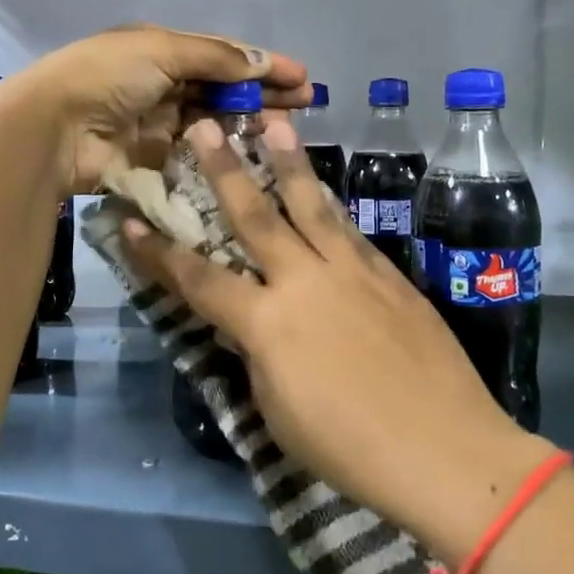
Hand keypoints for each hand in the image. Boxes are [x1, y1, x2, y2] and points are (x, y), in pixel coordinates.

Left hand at [0, 25, 308, 196]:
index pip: (223, 55)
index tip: (302, 77)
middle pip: (223, 88)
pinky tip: (253, 157)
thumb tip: (262, 62)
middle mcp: (162, 83)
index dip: (262, 64)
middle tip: (306, 104)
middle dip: (264, 93)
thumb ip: (216, 58)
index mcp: (161, 49)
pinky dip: (223, 153)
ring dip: (249, 123)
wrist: (54, 128)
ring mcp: (159, 123)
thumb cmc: (108, 76)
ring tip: (286, 131)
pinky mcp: (154, 159)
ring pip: (214, 122)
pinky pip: (197, 154)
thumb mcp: (162, 50)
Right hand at [122, 115, 550, 563]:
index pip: (198, 279)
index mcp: (267, 323)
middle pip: (256, 217)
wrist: (444, 449)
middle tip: (204, 127)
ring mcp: (352, 272)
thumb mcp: (277, 409)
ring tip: (275, 124)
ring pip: (312, 206)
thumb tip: (251, 323)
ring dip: (289, 163)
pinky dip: (330, 206)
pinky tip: (325, 191)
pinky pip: (349, 231)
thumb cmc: (348, 447)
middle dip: (224, 171)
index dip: (159, 253)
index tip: (130, 221)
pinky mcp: (389, 276)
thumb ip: (257, 354)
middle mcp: (305, 281)